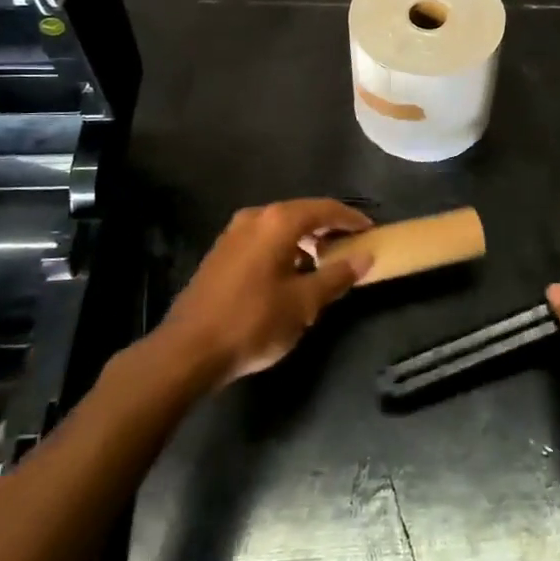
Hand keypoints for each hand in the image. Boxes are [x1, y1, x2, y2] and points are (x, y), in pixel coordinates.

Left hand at [160, 199, 374, 387]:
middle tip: (352, 246)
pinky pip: (263, 240)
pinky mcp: (221, 253)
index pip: (325, 209)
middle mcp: (255, 217)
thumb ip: (337, 276)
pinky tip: (293, 274)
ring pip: (280, 227)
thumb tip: (365, 257)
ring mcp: (233, 233)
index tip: (372, 231)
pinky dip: (284, 248)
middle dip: (329, 228)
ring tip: (326, 262)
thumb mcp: (303, 303)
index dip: (352, 219)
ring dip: (306, 240)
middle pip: (302, 213)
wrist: (187, 351)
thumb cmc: (253, 322)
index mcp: (277, 222)